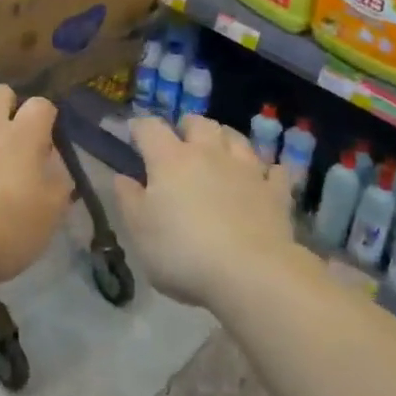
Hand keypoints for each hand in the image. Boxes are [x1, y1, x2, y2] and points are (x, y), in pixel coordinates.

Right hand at [115, 115, 295, 310]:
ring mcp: (246, 169)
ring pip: (236, 138)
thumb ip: (128, 200)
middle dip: (187, 127)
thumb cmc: (183, 252)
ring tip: (219, 151)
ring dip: (225, 139)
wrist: (251, 273)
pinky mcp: (274, 192)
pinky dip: (265, 171)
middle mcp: (208, 153)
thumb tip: (121, 177)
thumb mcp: (140, 232)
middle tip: (180, 142)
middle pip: (198, 123)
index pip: (150, 128)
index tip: (133, 135)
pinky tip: (263, 178)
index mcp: (170, 159)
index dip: (140, 128)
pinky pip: (273, 171)